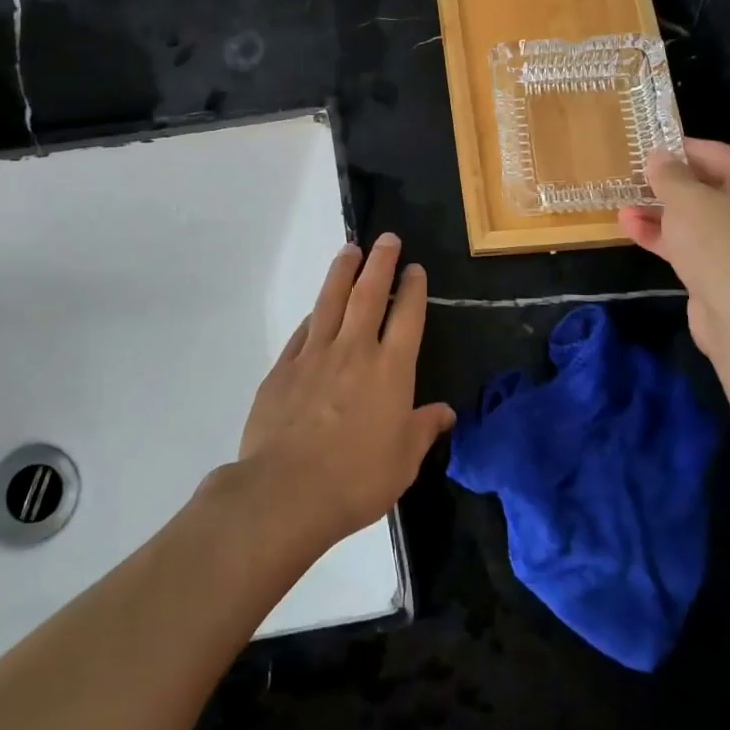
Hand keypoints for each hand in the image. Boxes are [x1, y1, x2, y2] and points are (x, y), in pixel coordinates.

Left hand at [236, 234, 455, 547]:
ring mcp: (315, 355)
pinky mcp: (284, 367)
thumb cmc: (356, 479)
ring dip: (343, 272)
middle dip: (380, 263)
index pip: (407, 317)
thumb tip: (445, 412)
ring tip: (351, 249)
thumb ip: (423, 430)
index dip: (413, 289)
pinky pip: (303, 330)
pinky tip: (317, 306)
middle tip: (386, 238)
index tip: (414, 268)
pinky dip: (314, 313)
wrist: (287, 491)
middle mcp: (355, 351)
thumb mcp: (404, 462)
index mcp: (391, 370)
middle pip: (369, 294)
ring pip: (331, 301)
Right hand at [618, 138, 729, 358]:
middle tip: (632, 180)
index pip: (715, 153)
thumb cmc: (718, 242)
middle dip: (666, 186)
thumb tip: (659, 156)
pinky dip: (666, 238)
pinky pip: (694, 246)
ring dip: (659, 214)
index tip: (646, 148)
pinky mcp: (729, 272)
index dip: (679, 149)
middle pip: (706, 188)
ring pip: (697, 220)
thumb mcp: (685, 198)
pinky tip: (632, 231)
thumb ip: (668, 173)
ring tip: (622, 208)